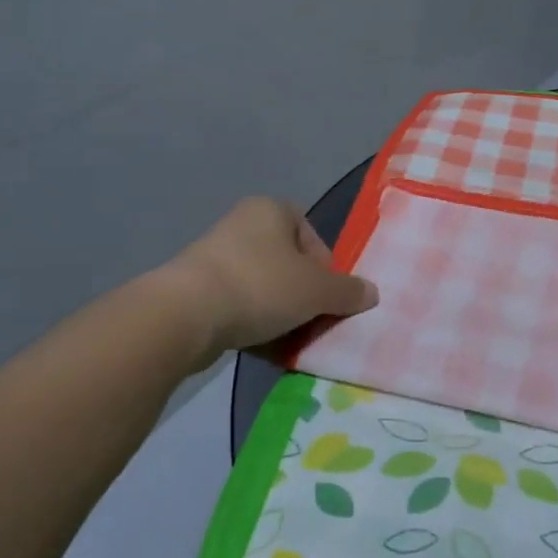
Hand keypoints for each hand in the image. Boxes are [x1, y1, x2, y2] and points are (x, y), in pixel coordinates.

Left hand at [159, 197, 377, 367]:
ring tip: (288, 341)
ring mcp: (215, 257)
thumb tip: (372, 293)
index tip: (328, 298)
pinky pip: (238, 305)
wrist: (186, 315)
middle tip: (312, 323)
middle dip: (304, 296)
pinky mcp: (196, 289)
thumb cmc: (261, 285)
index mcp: (272, 209)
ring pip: (264, 288)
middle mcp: (243, 225)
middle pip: (289, 265)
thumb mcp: (317, 291)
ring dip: (280, 314)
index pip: (313, 237)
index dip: (326, 269)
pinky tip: (261, 347)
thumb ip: (348, 291)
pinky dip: (253, 324)